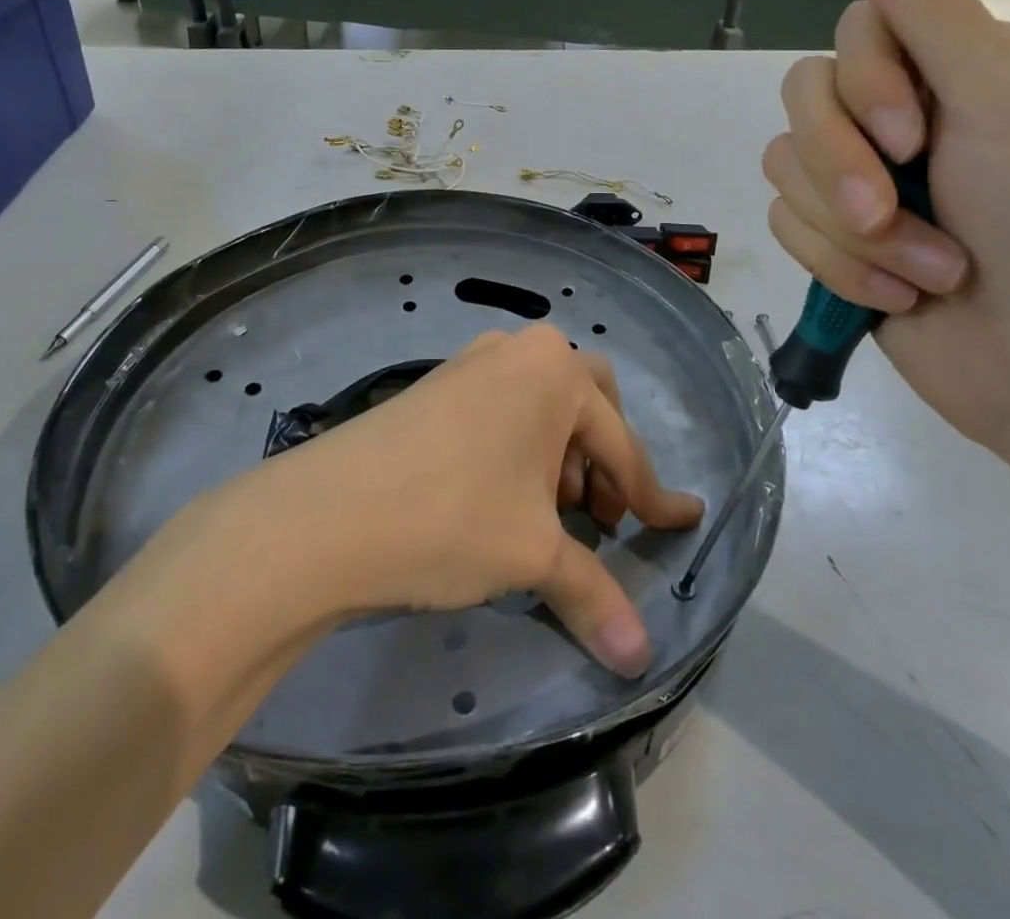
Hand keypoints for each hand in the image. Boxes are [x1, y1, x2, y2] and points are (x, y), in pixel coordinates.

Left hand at [258, 327, 703, 676]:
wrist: (327, 513)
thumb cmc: (453, 517)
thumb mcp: (532, 554)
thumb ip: (594, 596)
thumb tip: (641, 658)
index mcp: (556, 373)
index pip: (622, 447)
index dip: (652, 497)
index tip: (681, 523)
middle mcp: (519, 352)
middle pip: (589, 404)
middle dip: (606, 459)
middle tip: (600, 515)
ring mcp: (473, 361)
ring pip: (542, 404)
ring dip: (562, 453)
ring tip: (549, 511)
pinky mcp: (438, 383)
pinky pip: (503, 406)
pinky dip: (521, 444)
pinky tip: (504, 491)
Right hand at [762, 0, 1009, 465]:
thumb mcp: (999, 99)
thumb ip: (924, 6)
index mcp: (960, 66)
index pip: (857, 32)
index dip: (865, 86)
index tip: (914, 139)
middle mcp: (907, 115)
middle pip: (805, 100)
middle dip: (844, 167)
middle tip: (893, 210)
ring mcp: (866, 181)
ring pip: (789, 167)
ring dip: (851, 231)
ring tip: (923, 272)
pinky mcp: (837, 241)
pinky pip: (789, 225)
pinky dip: (842, 267)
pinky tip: (901, 296)